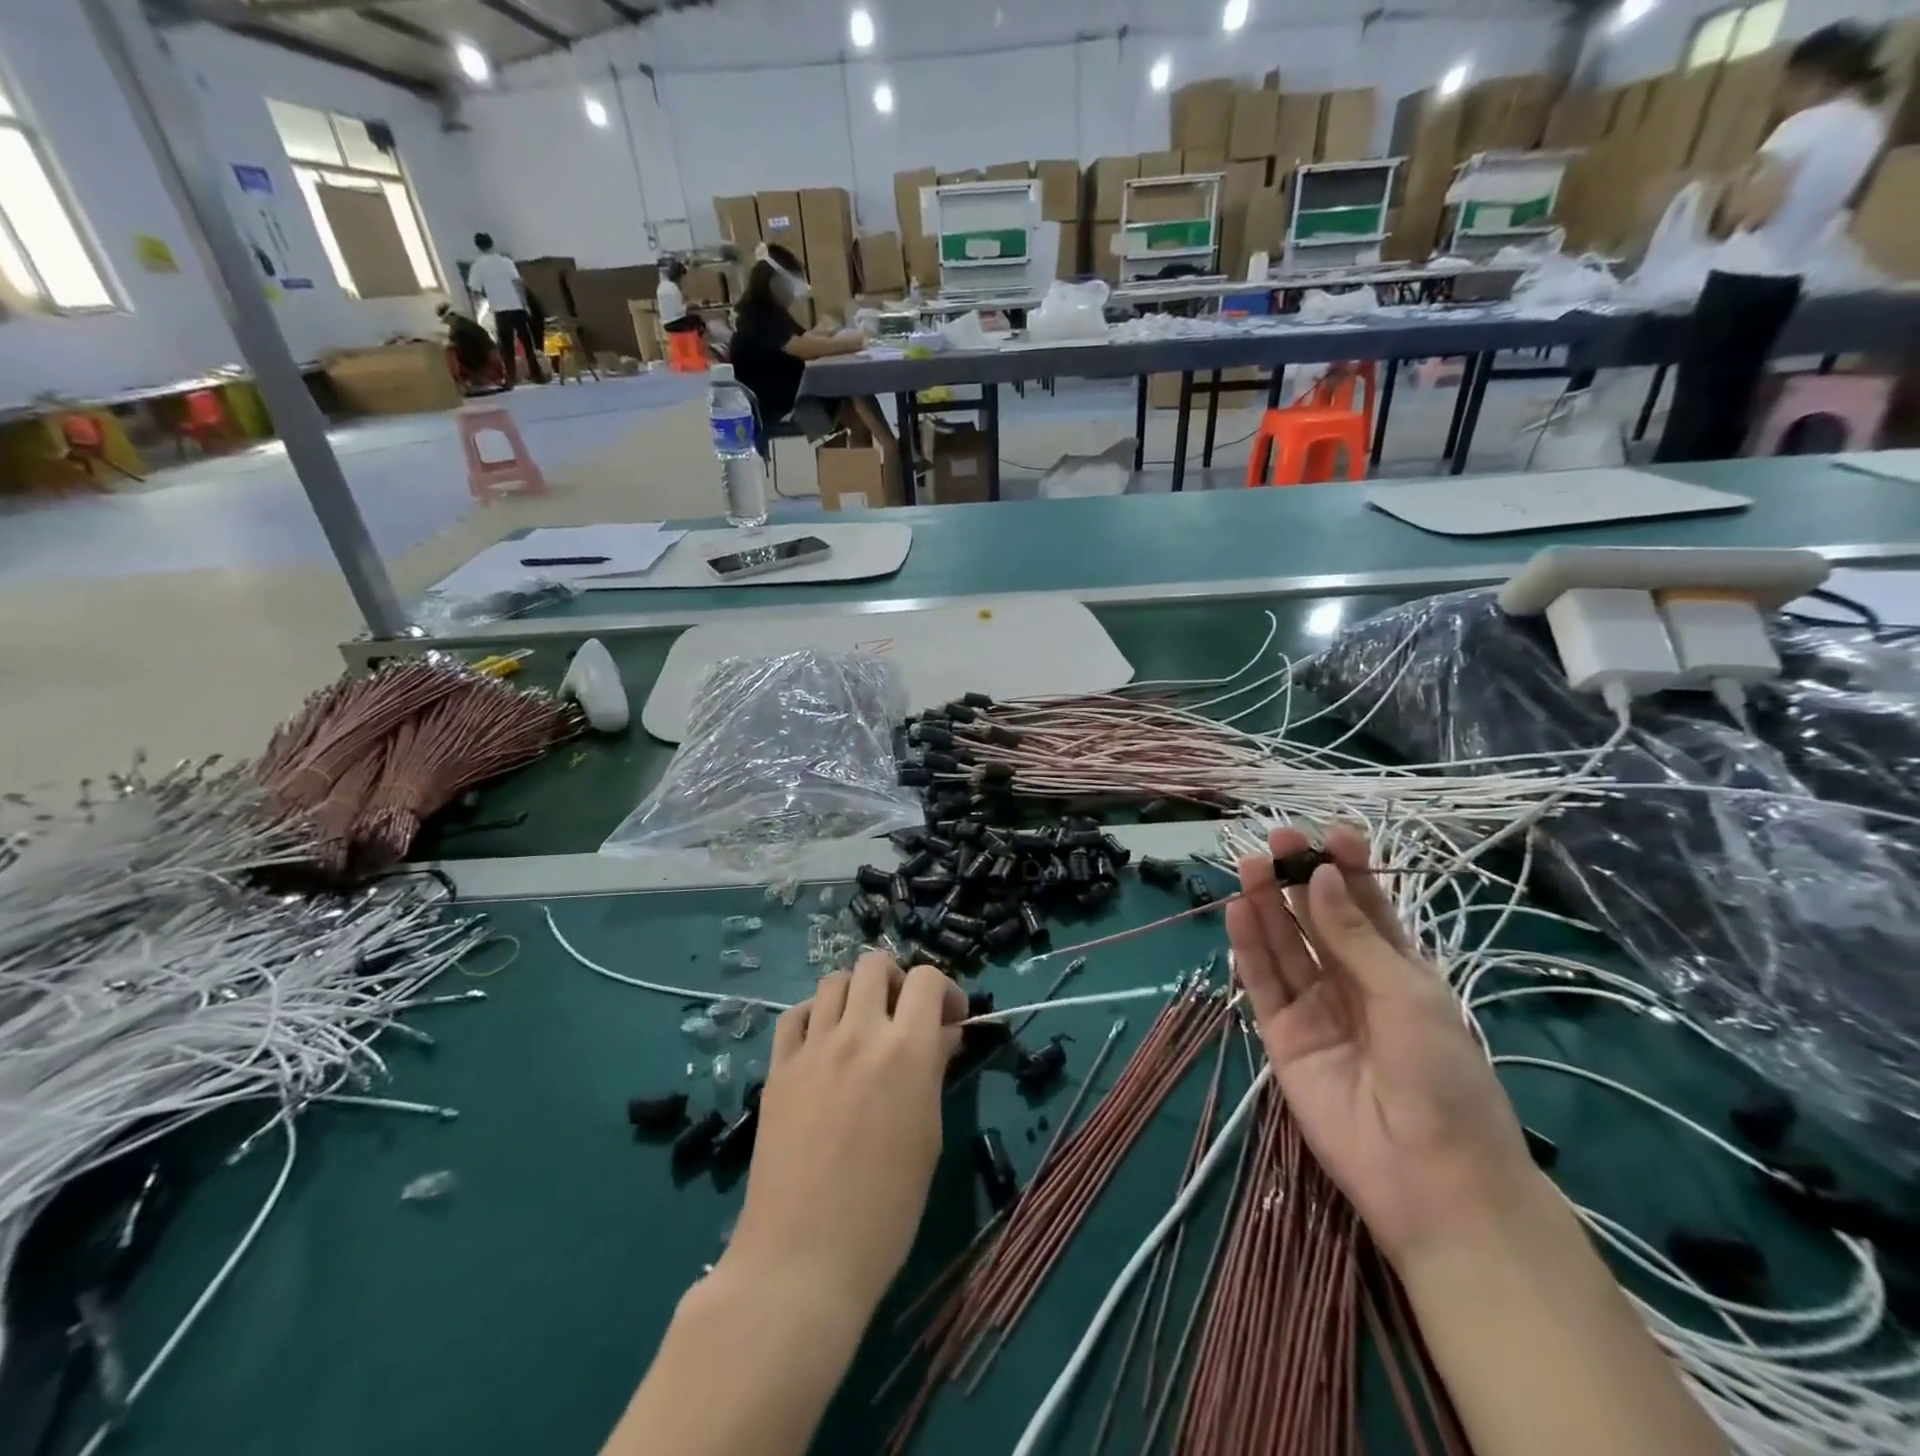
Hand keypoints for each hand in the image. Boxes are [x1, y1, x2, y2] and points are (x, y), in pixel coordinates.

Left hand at [722, 953, 965, 1319]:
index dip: (944, 990)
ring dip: (856, 993)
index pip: (927, 980)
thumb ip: (934, 1071)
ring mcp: (812, 1047)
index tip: (949, 1019)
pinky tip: (823, 1043)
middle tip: (903, 1018)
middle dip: (897, 981)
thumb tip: (943, 1033)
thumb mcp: (927, 1137)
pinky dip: (816, 1015)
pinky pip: (796, 1015)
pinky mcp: (778, 1068)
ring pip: (834, 981)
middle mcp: (858, 1034)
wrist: (803, 1258)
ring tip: (863, 1028)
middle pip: (874, 964)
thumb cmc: (886, 1210)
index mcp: (905, 1050)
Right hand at [1227, 825, 1540, 1264]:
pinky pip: (1262, 983)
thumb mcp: (1407, 995)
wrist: (1431, 1179)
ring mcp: (1314, 1007)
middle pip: (1317, 920)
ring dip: (1267, 905)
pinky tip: (1238, 912)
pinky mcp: (1282, 1035)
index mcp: (1397, 969)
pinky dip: (1248, 947)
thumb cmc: (1443, 1077)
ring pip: (1284, 945)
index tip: (1329, 832)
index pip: (1366, 906)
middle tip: (1278, 840)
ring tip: (1251, 865)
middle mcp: (1351, 981)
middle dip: (1299, 879)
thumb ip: (1353, 935)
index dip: (1348, 869)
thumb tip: (1318, 876)